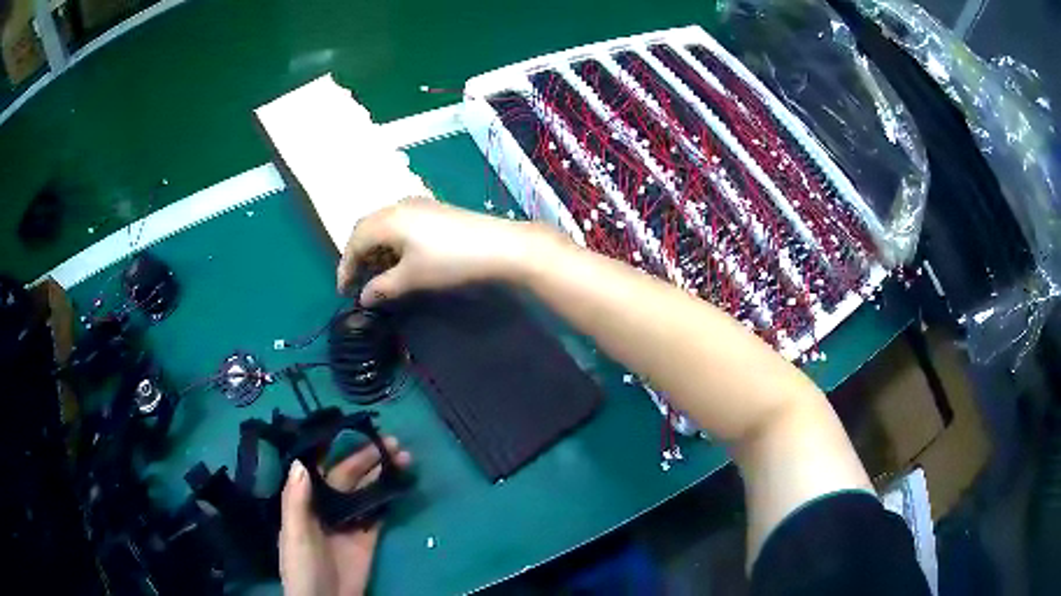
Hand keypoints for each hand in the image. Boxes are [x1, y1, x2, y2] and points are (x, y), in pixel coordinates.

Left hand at [279, 438, 411, 595]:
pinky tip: (399, 483)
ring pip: (367, 492)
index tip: (355, 429)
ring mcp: (349, 523)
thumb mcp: (294, 534)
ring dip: (382, 475)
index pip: (322, 469)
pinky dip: (388, 499)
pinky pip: (378, 515)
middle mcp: (328, 507)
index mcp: (306, 502)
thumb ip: (297, 501)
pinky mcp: (367, 539)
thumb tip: (301, 463)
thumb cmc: (302, 566)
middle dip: (368, 458)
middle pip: (349, 477)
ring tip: (403, 457)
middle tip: (393, 442)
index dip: (337, 449)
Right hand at [336, 197, 560, 304]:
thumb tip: (364, 298)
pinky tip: (400, 260)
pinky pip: (401, 224)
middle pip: (367, 229)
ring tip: (379, 275)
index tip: (344, 292)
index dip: (345, 267)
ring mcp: (418, 205)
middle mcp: (398, 205)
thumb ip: (382, 288)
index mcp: (388, 219)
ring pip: (384, 226)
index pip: (355, 241)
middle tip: (358, 282)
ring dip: (376, 249)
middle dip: (358, 256)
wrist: (499, 246)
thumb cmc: (450, 261)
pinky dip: (392, 243)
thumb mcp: (411, 278)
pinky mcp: (434, 210)